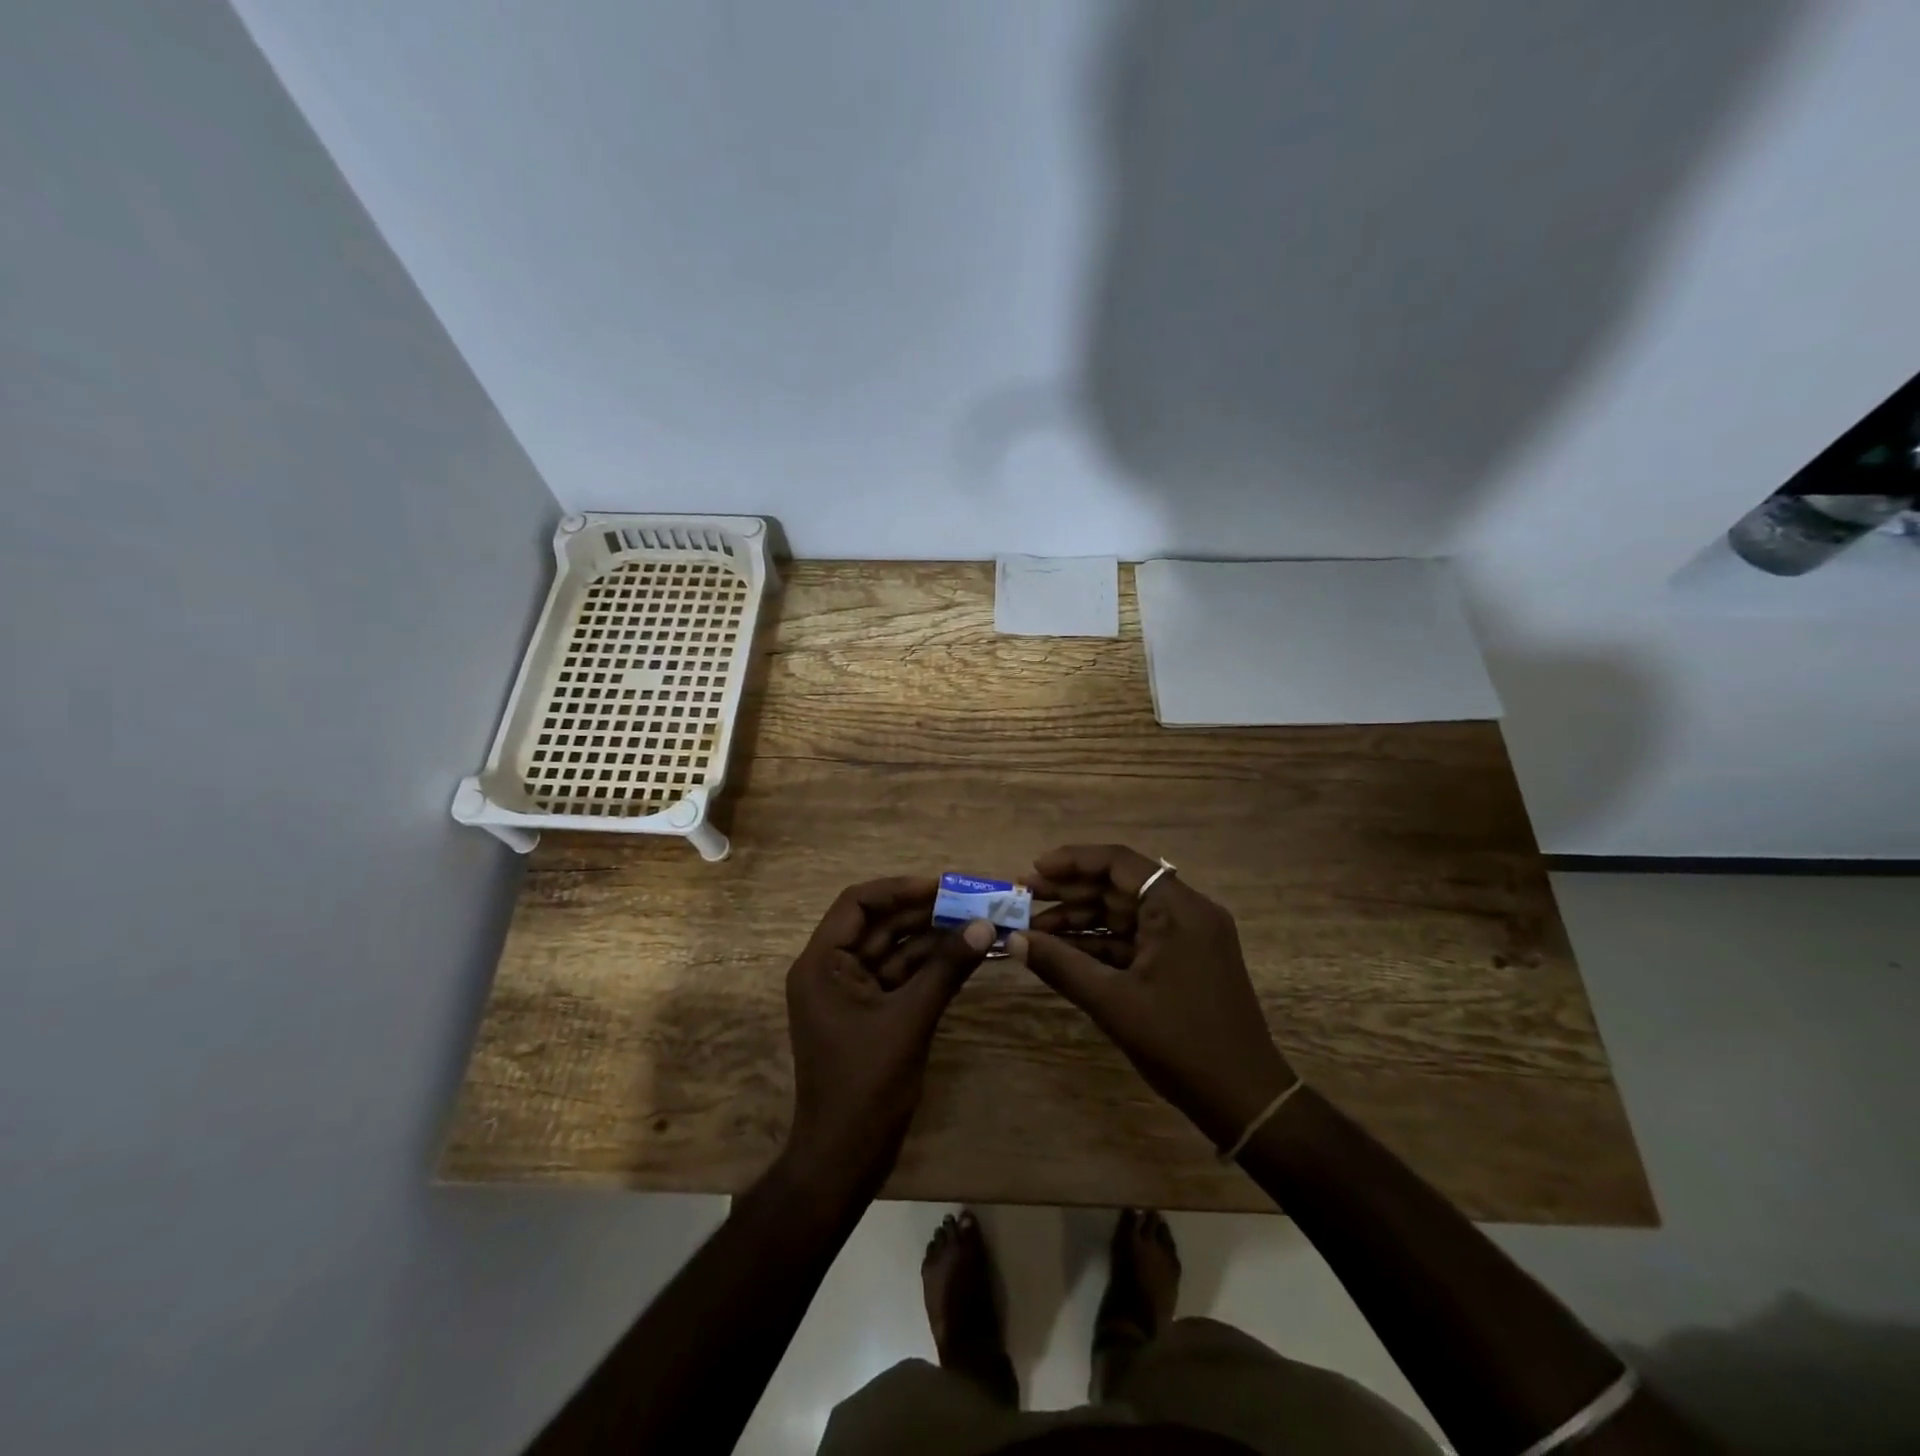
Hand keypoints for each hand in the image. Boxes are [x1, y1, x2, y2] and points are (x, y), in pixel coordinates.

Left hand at [783, 877, 994, 1198]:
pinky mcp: (871, 1014)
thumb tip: (983, 924)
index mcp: (822, 964)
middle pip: (880, 925)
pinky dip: (930, 967)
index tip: (942, 886)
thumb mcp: (909, 1020)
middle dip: (924, 913)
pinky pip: (901, 977)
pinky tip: (966, 956)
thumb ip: (945, 969)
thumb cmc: (866, 1086)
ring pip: (894, 951)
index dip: (899, 889)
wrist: (844, 1160)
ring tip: (977, 923)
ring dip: (932, 939)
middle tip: (972, 902)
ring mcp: (851, 993)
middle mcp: (832, 970)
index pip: (857, 904)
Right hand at [1010, 844, 1295, 1149]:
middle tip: (1023, 900)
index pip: (1120, 863)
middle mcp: (1186, 912)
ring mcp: (1186, 938)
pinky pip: (1134, 940)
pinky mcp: (1182, 962)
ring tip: (1033, 930)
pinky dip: (1100, 944)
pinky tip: (1063, 952)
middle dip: (1070, 892)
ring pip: (1124, 914)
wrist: (1244, 1099)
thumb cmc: (1181, 1042)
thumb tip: (1013, 940)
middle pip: (1119, 886)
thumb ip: (1061, 965)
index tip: (1035, 871)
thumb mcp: (1113, 1002)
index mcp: (1178, 909)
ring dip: (1081, 920)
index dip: (1073, 861)